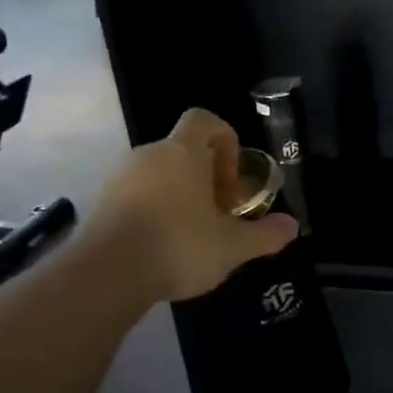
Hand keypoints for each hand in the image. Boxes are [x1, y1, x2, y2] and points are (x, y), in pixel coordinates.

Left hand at [93, 109, 298, 302]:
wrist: (106, 273)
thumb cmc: (179, 246)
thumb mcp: (232, 246)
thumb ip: (264, 235)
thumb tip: (293, 227)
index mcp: (182, 152)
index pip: (204, 119)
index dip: (224, 140)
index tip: (231, 178)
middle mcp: (148, 155)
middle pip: (181, 151)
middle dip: (204, 177)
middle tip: (217, 213)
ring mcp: (119, 177)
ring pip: (157, 174)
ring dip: (177, 195)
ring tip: (190, 235)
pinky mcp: (100, 203)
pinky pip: (134, 195)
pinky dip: (151, 211)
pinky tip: (160, 248)